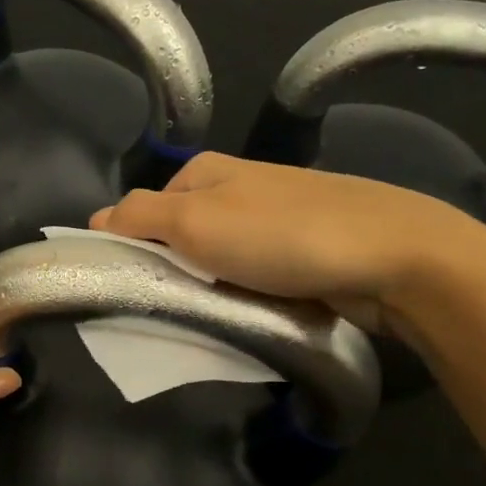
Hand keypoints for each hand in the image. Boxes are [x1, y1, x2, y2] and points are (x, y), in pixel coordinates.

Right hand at [91, 152, 485, 332]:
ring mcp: (271, 219)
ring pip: (215, 259)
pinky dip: (243, 292)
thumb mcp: (194, 221)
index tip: (130, 286)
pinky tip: (250, 310)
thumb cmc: (280, 234)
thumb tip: (94, 219)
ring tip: (211, 314)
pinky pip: (251, 274)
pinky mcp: (299, 250)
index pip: (141, 209)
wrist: (391, 255)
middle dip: (171, 270)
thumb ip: (138, 217)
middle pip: (178, 235)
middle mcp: (236, 187)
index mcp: (205, 171)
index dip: (129, 247)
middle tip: (170, 305)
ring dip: (208, 286)